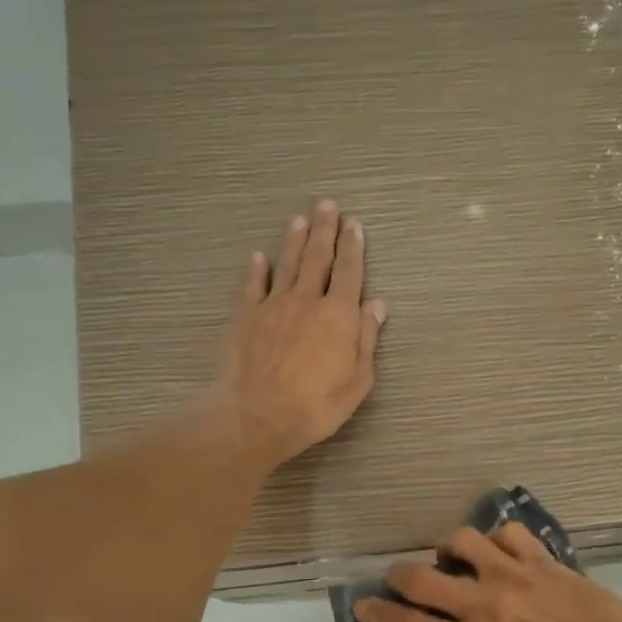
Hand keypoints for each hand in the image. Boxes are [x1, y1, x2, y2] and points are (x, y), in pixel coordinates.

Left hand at [210, 199, 386, 467]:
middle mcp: (306, 300)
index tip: (355, 224)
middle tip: (327, 206)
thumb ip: (366, 338)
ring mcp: (273, 306)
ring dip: (294, 240)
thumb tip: (376, 305)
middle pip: (317, 258)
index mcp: (338, 315)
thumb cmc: (316, 405)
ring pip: (286, 264)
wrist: (258, 416)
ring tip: (299, 219)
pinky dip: (256, 269)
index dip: (353, 247)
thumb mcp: (358, 380)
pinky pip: (252, 286)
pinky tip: (258, 257)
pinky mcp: (245, 317)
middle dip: (324, 230)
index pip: (349, 272)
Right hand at [352, 523, 621, 621]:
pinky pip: (508, 534)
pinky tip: (500, 551)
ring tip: (455, 559)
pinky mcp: (543, 561)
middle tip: (397, 579)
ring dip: (448, 549)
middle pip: (422, 578)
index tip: (363, 606)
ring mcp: (515, 576)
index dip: (381, 616)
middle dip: (398, 577)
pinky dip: (496, 540)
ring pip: (462, 541)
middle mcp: (486, 606)